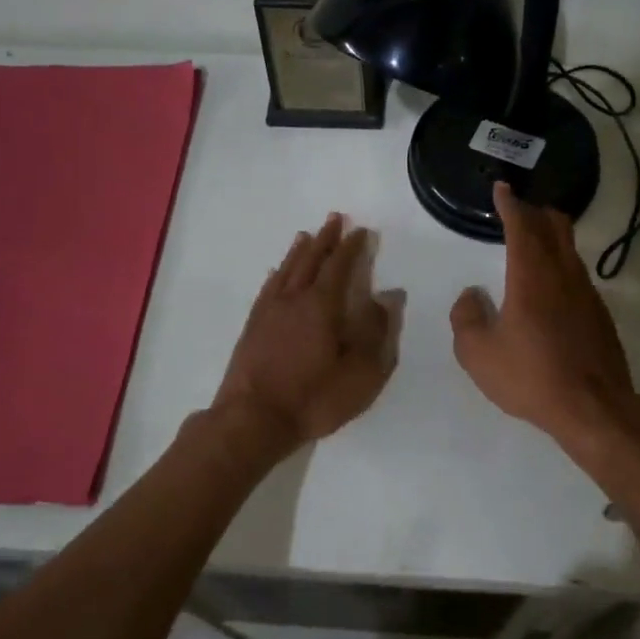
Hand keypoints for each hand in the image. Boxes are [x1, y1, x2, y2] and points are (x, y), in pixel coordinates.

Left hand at [214, 213, 393, 450]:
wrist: (253, 418)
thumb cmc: (313, 398)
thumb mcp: (360, 373)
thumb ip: (375, 333)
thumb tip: (387, 298)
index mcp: (322, 306)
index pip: (339, 266)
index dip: (351, 247)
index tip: (361, 231)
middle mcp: (293, 299)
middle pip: (310, 260)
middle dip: (325, 239)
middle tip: (334, 219)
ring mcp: (269, 311)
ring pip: (286, 270)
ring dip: (299, 251)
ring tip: (307, 235)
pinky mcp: (252, 326)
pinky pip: (268, 288)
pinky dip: (277, 274)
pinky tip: (277, 272)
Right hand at [450, 183, 636, 441]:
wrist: (594, 408)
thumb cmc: (530, 377)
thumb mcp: (478, 354)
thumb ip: (466, 319)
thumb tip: (472, 296)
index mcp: (531, 276)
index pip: (522, 225)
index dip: (510, 204)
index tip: (502, 189)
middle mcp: (563, 274)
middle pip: (555, 226)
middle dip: (535, 211)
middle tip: (518, 210)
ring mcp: (587, 293)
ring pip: (569, 249)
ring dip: (551, 238)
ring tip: (533, 244)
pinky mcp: (600, 314)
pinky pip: (577, 275)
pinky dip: (561, 266)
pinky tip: (550, 288)